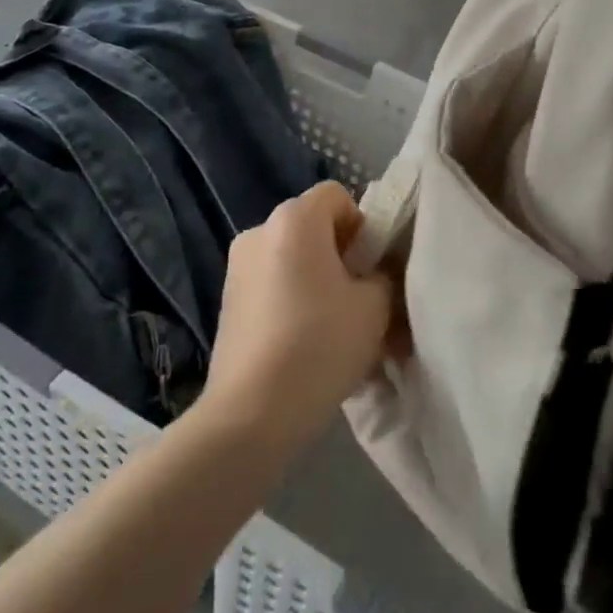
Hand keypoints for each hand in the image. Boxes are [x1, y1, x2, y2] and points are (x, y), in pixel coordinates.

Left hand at [202, 182, 399, 460]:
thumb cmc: (320, 344)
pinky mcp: (228, 304)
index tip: (371, 269)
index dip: (362, 226)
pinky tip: (309, 350)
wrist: (250, 415)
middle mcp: (259, 232)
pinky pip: (274, 290)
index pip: (337, 196)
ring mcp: (237, 269)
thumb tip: (378, 275)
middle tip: (362, 304)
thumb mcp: (375, 307)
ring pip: (294, 263)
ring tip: (338, 334)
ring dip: (319, 286)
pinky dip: (294, 306)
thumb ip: (385, 276)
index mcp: (294, 219)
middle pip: (315, 230)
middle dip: (342, 260)